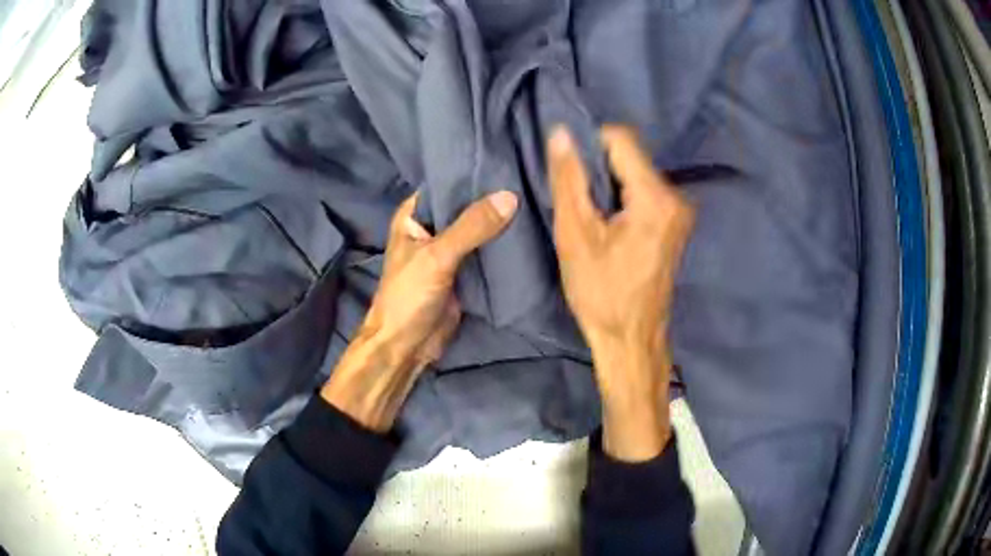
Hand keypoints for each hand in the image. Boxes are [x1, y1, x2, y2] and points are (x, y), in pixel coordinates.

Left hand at [321, 190, 518, 430]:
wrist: (407, 346)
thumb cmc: (408, 297)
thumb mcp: (437, 257)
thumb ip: (471, 227)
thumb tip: (510, 196)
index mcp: (414, 215)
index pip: (446, 183)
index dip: (472, 173)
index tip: (506, 160)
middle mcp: (431, 227)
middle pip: (465, 205)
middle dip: (492, 197)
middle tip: (529, 178)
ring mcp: (449, 250)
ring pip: (478, 228)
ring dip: (500, 221)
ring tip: (535, 198)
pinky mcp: (464, 271)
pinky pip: (486, 251)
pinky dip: (502, 244)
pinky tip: (529, 230)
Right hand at [548, 125, 694, 460]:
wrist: (632, 339)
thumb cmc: (601, 293)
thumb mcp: (575, 235)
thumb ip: (569, 179)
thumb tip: (561, 132)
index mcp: (655, 197)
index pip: (622, 139)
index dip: (590, 144)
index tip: (571, 172)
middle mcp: (677, 197)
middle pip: (631, 156)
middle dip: (600, 168)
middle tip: (579, 201)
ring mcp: (681, 212)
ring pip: (637, 174)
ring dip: (610, 185)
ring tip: (593, 218)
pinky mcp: (676, 224)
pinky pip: (645, 192)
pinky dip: (623, 198)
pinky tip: (610, 226)